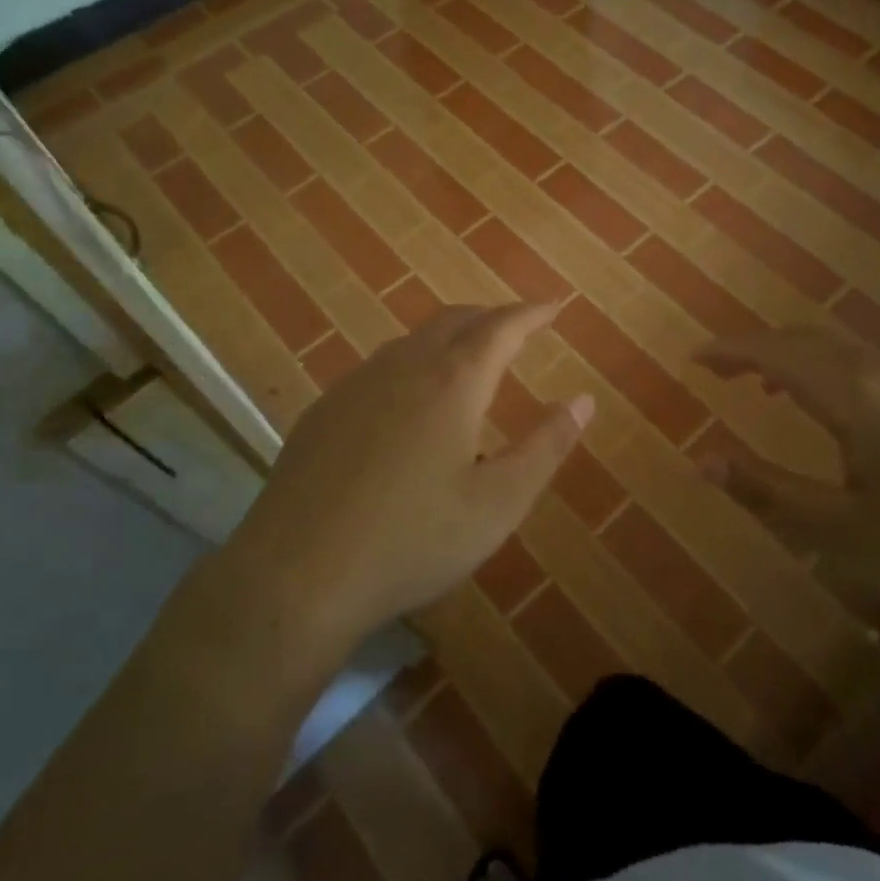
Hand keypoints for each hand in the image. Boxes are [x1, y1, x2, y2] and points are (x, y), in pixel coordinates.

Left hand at [223, 304, 592, 658]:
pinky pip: (380, 367)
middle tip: (517, 328)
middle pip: (454, 320)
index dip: (531, 314)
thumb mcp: (497, 504)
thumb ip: (545, 447)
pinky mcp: (324, 409)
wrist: (297, 574)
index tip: (553, 307)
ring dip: (449, 337)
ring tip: (468, 358)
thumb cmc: (412, 541)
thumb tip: (582, 400)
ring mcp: (357, 384)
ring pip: (413, 340)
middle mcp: (404, 367)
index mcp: (452, 383)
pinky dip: (412, 363)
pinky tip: (408, 401)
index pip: (501, 328)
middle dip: (491, 317)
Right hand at [695, 327, 879, 638]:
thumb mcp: (843, 533)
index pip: (774, 353)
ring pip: (844, 352)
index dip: (729, 351)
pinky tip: (844, 415)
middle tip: (724, 373)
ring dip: (799, 361)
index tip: (694, 358)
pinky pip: (874, 367)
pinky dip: (835, 373)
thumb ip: (767, 492)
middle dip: (759, 351)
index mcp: (853, 394)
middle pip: (807, 342)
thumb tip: (701, 459)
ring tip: (771, 389)